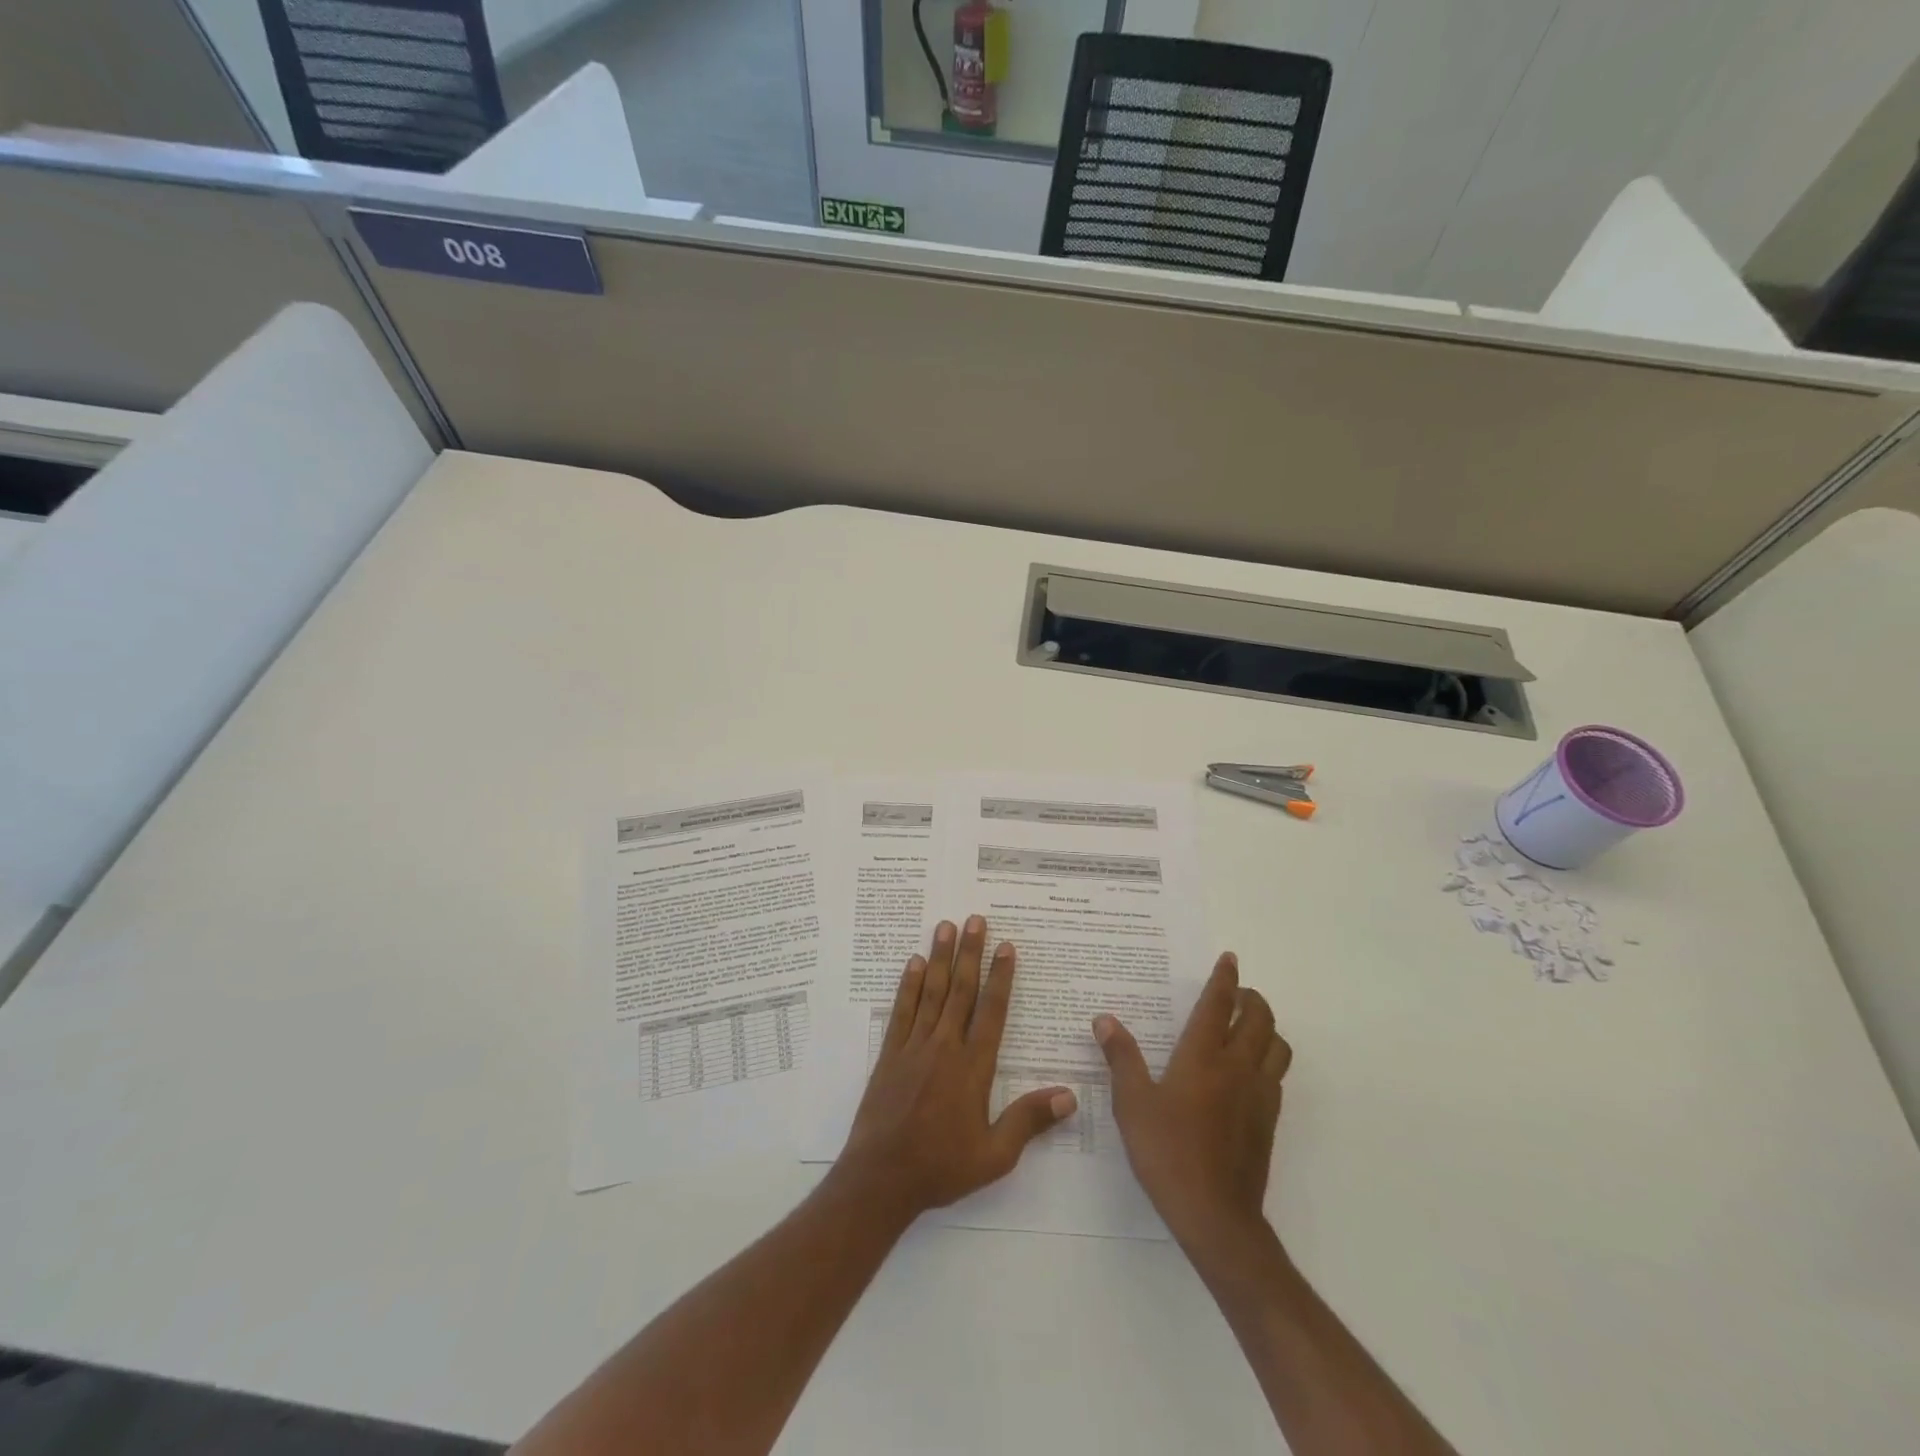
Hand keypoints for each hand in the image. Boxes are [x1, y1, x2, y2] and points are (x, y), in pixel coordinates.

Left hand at [836, 916, 1077, 1221]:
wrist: (881, 1178)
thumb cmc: (941, 1168)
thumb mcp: (995, 1155)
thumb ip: (1029, 1121)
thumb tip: (1069, 1095)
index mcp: (973, 1067)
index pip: (992, 1011)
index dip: (1001, 977)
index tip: (1006, 947)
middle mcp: (945, 1047)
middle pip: (961, 990)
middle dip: (970, 953)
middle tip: (975, 919)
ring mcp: (914, 1047)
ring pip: (931, 992)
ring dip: (940, 957)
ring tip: (945, 926)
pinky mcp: (890, 1054)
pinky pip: (902, 1011)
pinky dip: (909, 985)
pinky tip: (913, 963)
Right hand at [1095, 952, 1290, 1256]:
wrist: (1215, 1215)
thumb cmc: (1167, 1152)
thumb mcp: (1132, 1103)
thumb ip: (1121, 1058)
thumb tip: (1105, 1019)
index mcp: (1204, 1057)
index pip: (1219, 1005)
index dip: (1225, 979)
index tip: (1229, 959)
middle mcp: (1238, 1068)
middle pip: (1259, 1019)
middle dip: (1251, 998)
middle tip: (1237, 992)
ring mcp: (1259, 1096)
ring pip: (1277, 1047)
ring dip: (1267, 1027)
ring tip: (1247, 1026)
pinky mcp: (1268, 1122)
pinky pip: (1277, 1075)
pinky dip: (1269, 1059)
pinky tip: (1249, 1072)